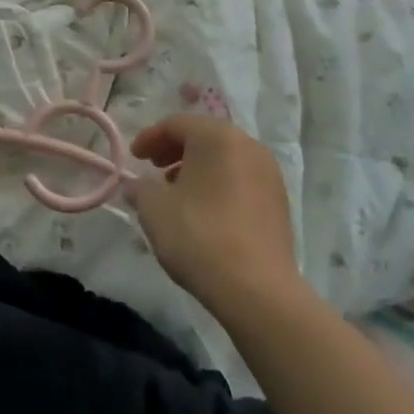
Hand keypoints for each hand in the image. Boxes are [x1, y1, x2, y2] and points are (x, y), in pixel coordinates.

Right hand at [129, 113, 301, 323]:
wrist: (257, 290)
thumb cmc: (199, 236)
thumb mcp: (154, 209)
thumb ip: (141, 188)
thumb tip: (136, 185)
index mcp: (217, 137)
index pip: (177, 123)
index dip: (150, 137)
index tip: (134, 158)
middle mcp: (248, 145)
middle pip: (204, 136)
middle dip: (174, 150)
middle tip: (153, 169)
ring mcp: (269, 173)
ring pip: (225, 158)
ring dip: (197, 168)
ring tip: (177, 193)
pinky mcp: (279, 201)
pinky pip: (241, 179)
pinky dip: (218, 184)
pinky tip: (204, 211)